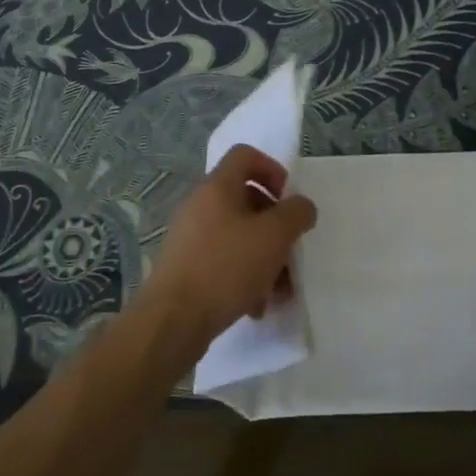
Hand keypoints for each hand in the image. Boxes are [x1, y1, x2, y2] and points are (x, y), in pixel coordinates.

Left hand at [144, 145, 317, 344]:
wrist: (173, 319)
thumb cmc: (227, 267)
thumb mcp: (274, 236)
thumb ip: (296, 213)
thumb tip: (301, 206)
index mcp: (217, 187)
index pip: (245, 155)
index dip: (273, 169)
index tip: (289, 200)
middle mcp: (199, 205)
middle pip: (245, 199)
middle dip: (275, 225)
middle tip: (291, 249)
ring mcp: (190, 237)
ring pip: (238, 235)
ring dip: (264, 257)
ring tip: (280, 289)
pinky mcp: (186, 266)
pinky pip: (223, 261)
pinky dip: (244, 276)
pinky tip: (257, 305)